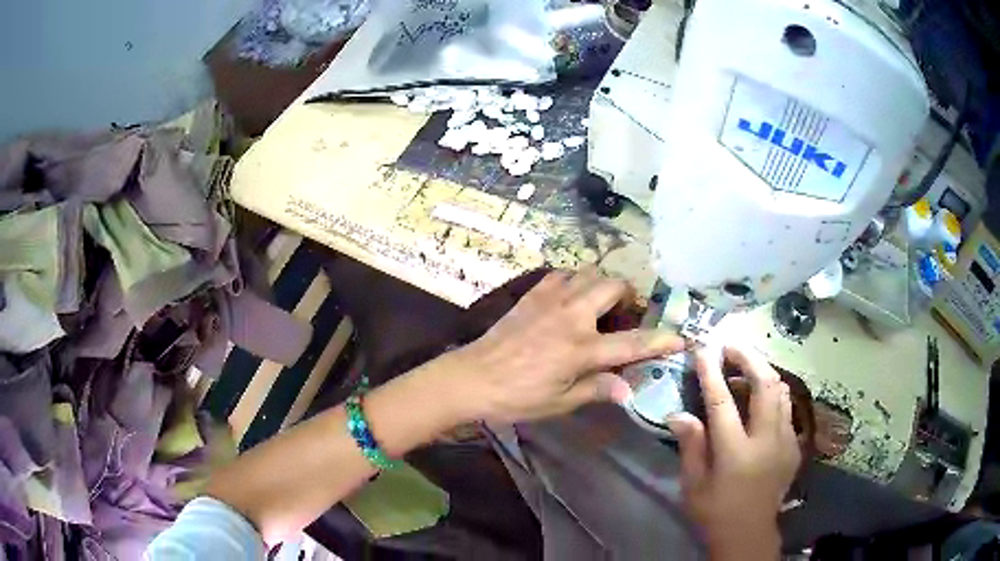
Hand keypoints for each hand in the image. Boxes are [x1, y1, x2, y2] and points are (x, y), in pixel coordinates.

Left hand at [445, 268, 684, 422]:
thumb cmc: (518, 396)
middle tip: (626, 317)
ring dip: (602, 285)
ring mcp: (551, 299)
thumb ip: (597, 389)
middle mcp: (572, 315)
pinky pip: (562, 274)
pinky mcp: (532, 294)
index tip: (681, 337)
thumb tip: (628, 390)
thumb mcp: (560, 401)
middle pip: (614, 286)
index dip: (661, 340)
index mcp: (582, 348)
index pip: (633, 343)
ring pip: (589, 273)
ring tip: (600, 306)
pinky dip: (575, 281)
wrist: (472, 377)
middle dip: (629, 297)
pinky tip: (571, 299)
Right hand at [668, 345, 800, 560]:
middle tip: (730, 346)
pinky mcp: (794, 444)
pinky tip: (759, 399)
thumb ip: (691, 445)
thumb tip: (678, 413)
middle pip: (765, 384)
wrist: (749, 533)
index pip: (723, 401)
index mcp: (736, 452)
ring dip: (763, 372)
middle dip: (748, 358)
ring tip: (744, 367)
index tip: (703, 349)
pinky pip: (786, 408)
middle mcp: (767, 440)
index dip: (712, 372)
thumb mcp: (693, 485)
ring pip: (781, 391)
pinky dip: (772, 394)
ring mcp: (786, 440)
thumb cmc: (715, 511)